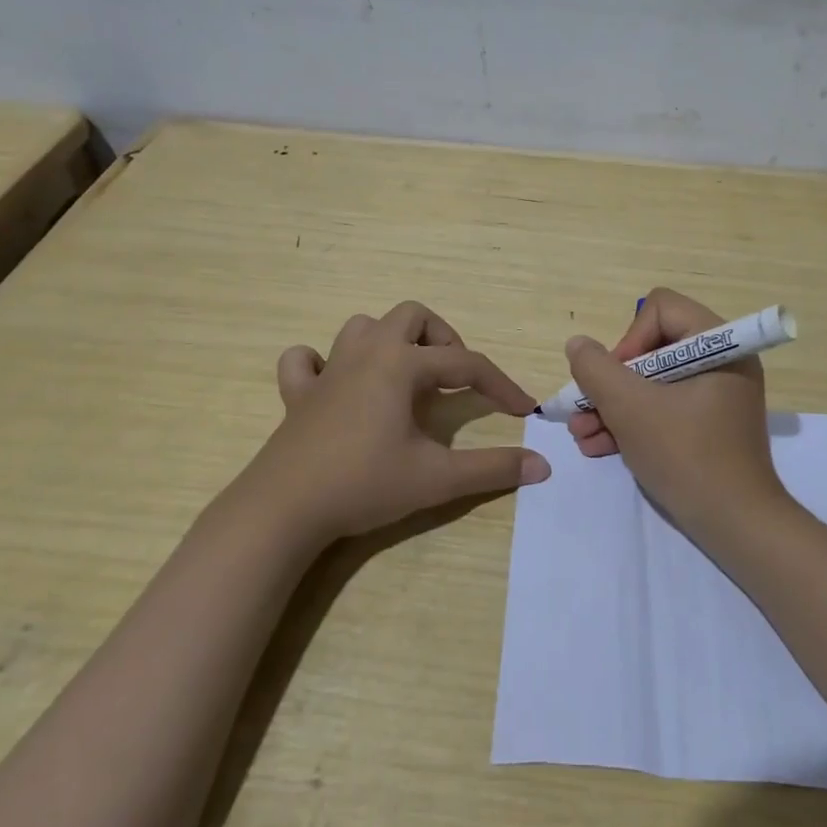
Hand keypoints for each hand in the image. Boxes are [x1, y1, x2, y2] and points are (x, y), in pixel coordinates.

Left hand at [235, 301, 549, 542]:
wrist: (284, 509)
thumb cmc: (364, 484)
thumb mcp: (437, 478)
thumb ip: (492, 468)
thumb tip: (542, 465)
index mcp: (401, 365)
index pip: (466, 364)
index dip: (500, 385)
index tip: (524, 409)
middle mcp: (366, 354)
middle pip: (412, 317)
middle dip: (442, 340)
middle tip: (454, 378)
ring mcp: (327, 370)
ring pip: (363, 327)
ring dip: (390, 342)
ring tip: (406, 377)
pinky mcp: (297, 395)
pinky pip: (305, 360)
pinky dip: (322, 364)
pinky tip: (335, 385)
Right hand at [564, 288, 784, 536]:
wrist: (736, 527)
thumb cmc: (687, 456)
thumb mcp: (631, 409)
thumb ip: (597, 370)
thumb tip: (578, 344)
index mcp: (719, 345)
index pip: (661, 309)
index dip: (629, 339)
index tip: (615, 379)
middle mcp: (722, 362)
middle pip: (651, 348)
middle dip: (611, 382)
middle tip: (583, 409)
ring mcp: (715, 396)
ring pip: (652, 383)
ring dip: (612, 406)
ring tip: (581, 434)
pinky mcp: (707, 425)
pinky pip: (663, 408)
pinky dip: (632, 423)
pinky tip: (597, 447)